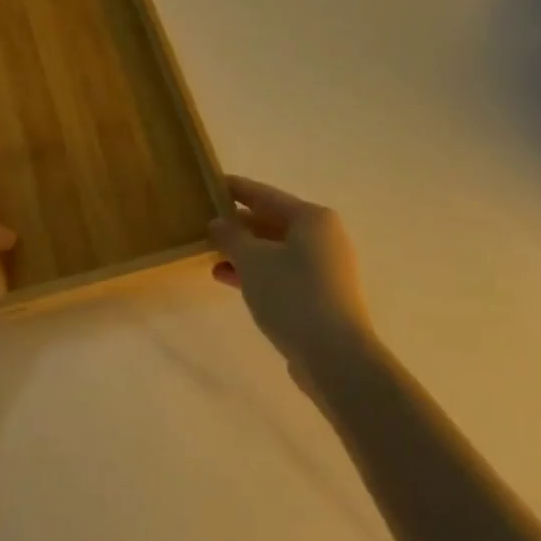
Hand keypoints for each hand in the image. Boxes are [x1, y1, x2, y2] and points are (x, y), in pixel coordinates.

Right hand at [208, 175, 374, 368]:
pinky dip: (257, 272)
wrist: (335, 356)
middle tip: (204, 223)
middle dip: (238, 225)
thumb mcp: (252, 260)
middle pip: (272, 221)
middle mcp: (323, 237)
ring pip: (275, 250)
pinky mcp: (321, 296)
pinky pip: (282, 273)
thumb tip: (218, 223)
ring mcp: (325, 268)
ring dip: (244, 252)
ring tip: (210, 254)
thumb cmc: (293, 295)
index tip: (209, 184)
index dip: (235, 189)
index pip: (264, 194)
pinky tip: (227, 278)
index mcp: (312, 218)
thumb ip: (230, 236)